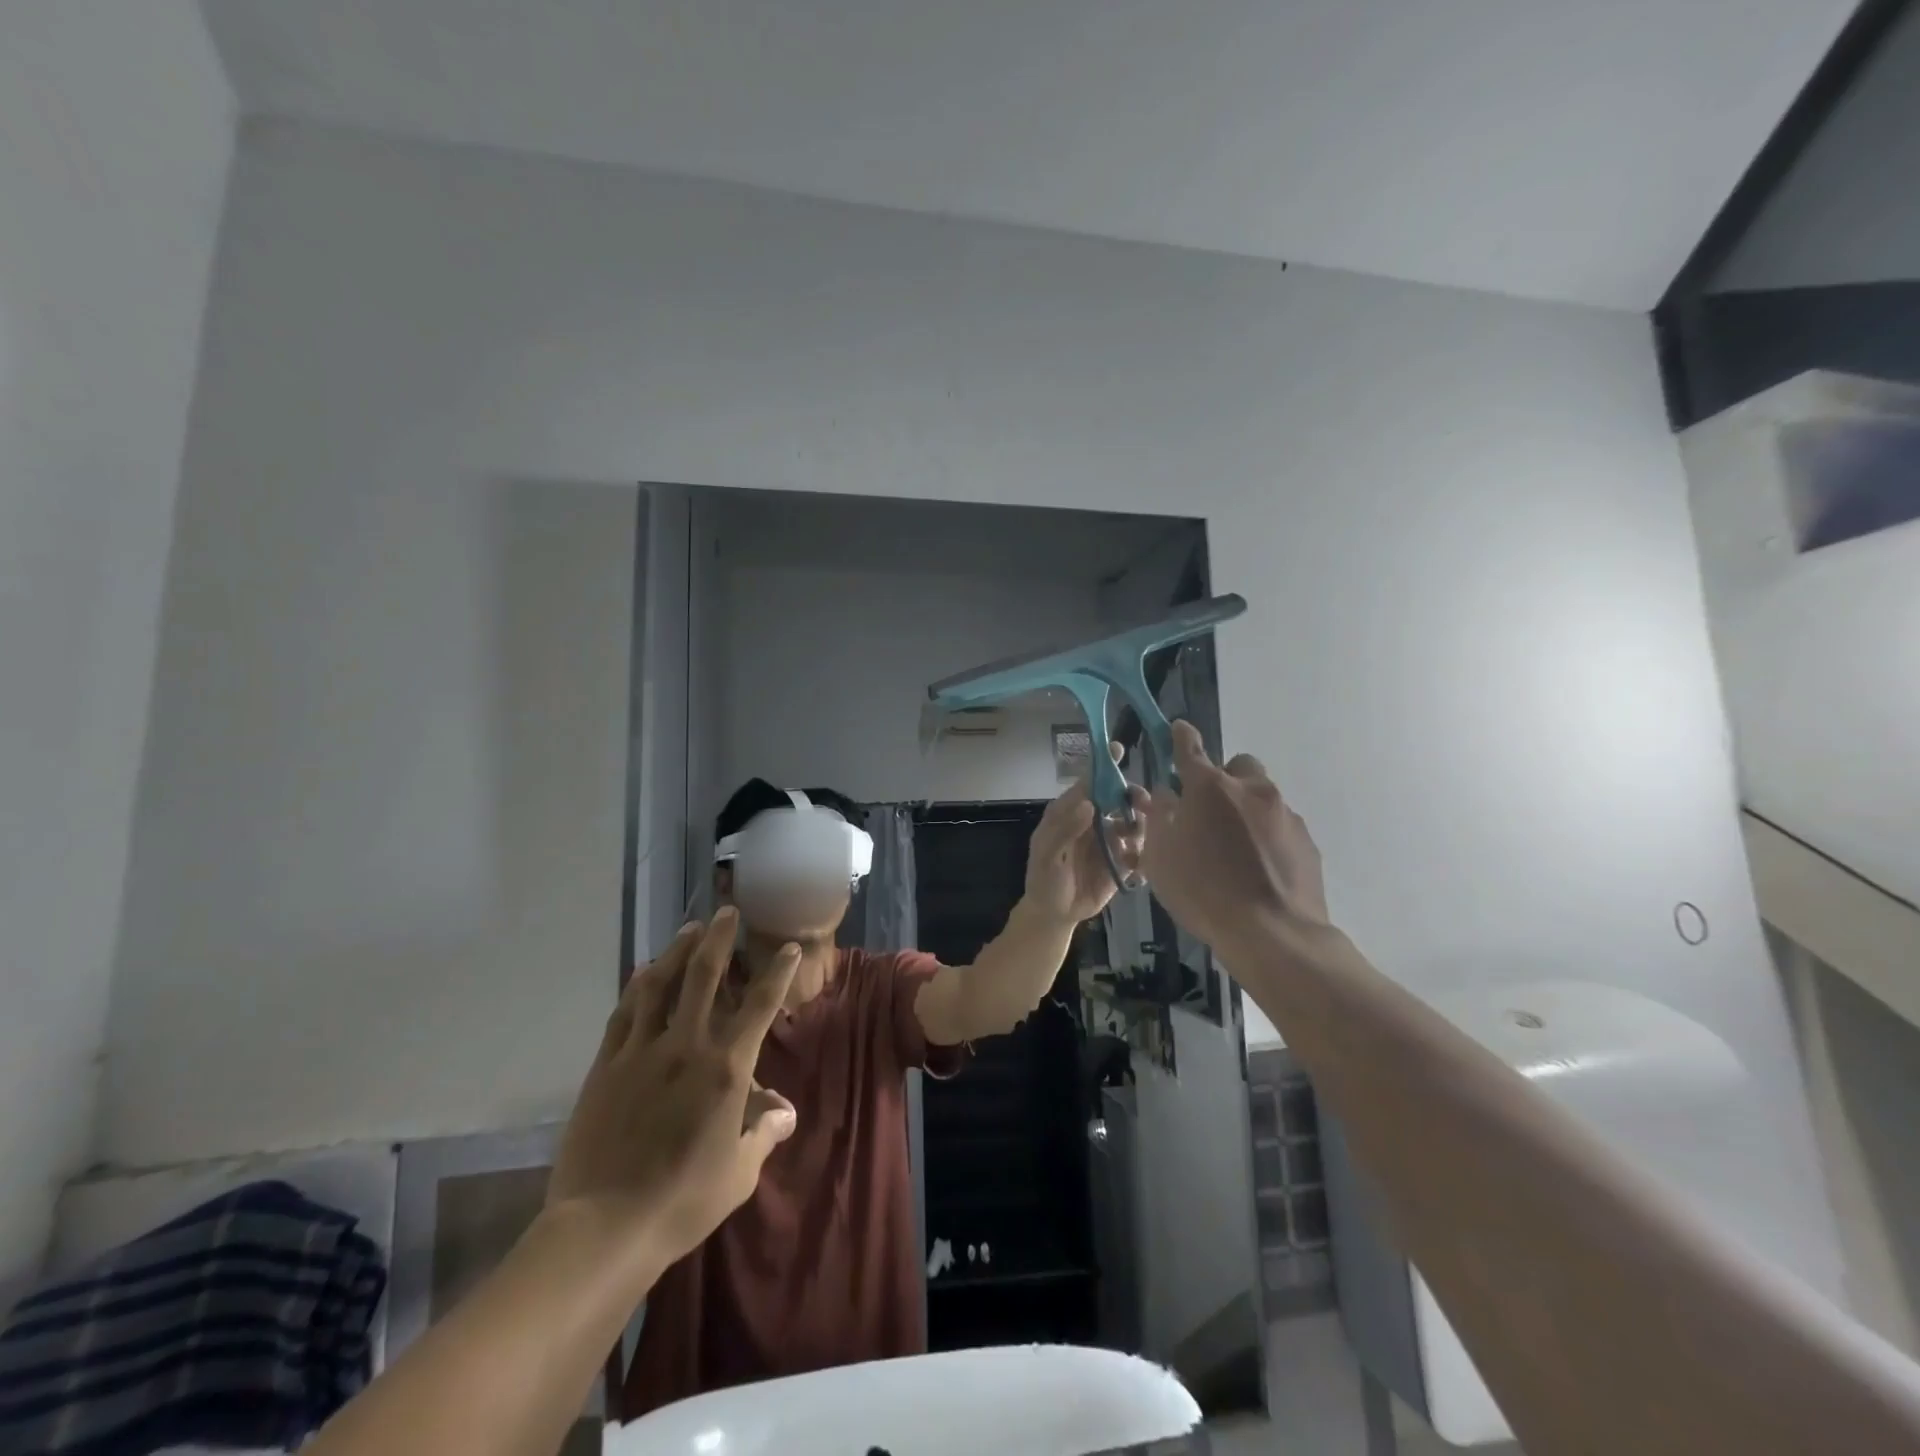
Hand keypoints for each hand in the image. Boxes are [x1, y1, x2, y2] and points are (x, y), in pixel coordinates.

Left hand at [547, 909, 800, 1265]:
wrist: (604, 1226)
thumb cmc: (683, 1201)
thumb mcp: (739, 1172)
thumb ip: (764, 1133)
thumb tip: (785, 1111)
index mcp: (727, 1069)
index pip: (760, 1006)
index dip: (777, 972)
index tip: (786, 947)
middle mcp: (687, 1046)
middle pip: (704, 977)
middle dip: (719, 939)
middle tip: (726, 912)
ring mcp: (643, 1051)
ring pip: (661, 985)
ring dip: (677, 952)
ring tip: (689, 929)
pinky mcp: (607, 1065)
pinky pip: (625, 1014)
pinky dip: (637, 987)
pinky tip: (643, 973)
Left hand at [1023, 742, 1148, 924]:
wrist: (1055, 914)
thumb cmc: (1044, 879)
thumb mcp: (1047, 855)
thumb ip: (1065, 829)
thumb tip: (1088, 803)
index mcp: (1071, 811)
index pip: (1089, 782)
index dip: (1103, 766)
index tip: (1117, 748)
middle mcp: (1095, 820)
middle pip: (1120, 798)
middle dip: (1134, 798)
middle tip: (1143, 808)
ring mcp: (1111, 840)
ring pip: (1136, 822)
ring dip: (1141, 830)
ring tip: (1133, 849)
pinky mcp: (1125, 861)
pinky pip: (1142, 852)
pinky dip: (1144, 857)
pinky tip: (1135, 870)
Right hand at [1136, 721, 1329, 950]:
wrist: (1273, 934)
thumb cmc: (1203, 891)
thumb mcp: (1161, 856)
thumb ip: (1160, 818)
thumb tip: (1166, 794)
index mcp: (1210, 788)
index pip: (1190, 748)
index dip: (1181, 737)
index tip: (1178, 730)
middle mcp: (1251, 790)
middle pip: (1238, 766)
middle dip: (1223, 779)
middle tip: (1208, 812)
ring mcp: (1285, 815)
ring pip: (1262, 797)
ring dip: (1246, 810)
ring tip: (1234, 850)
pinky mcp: (1307, 842)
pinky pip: (1281, 827)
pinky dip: (1267, 837)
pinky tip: (1258, 869)